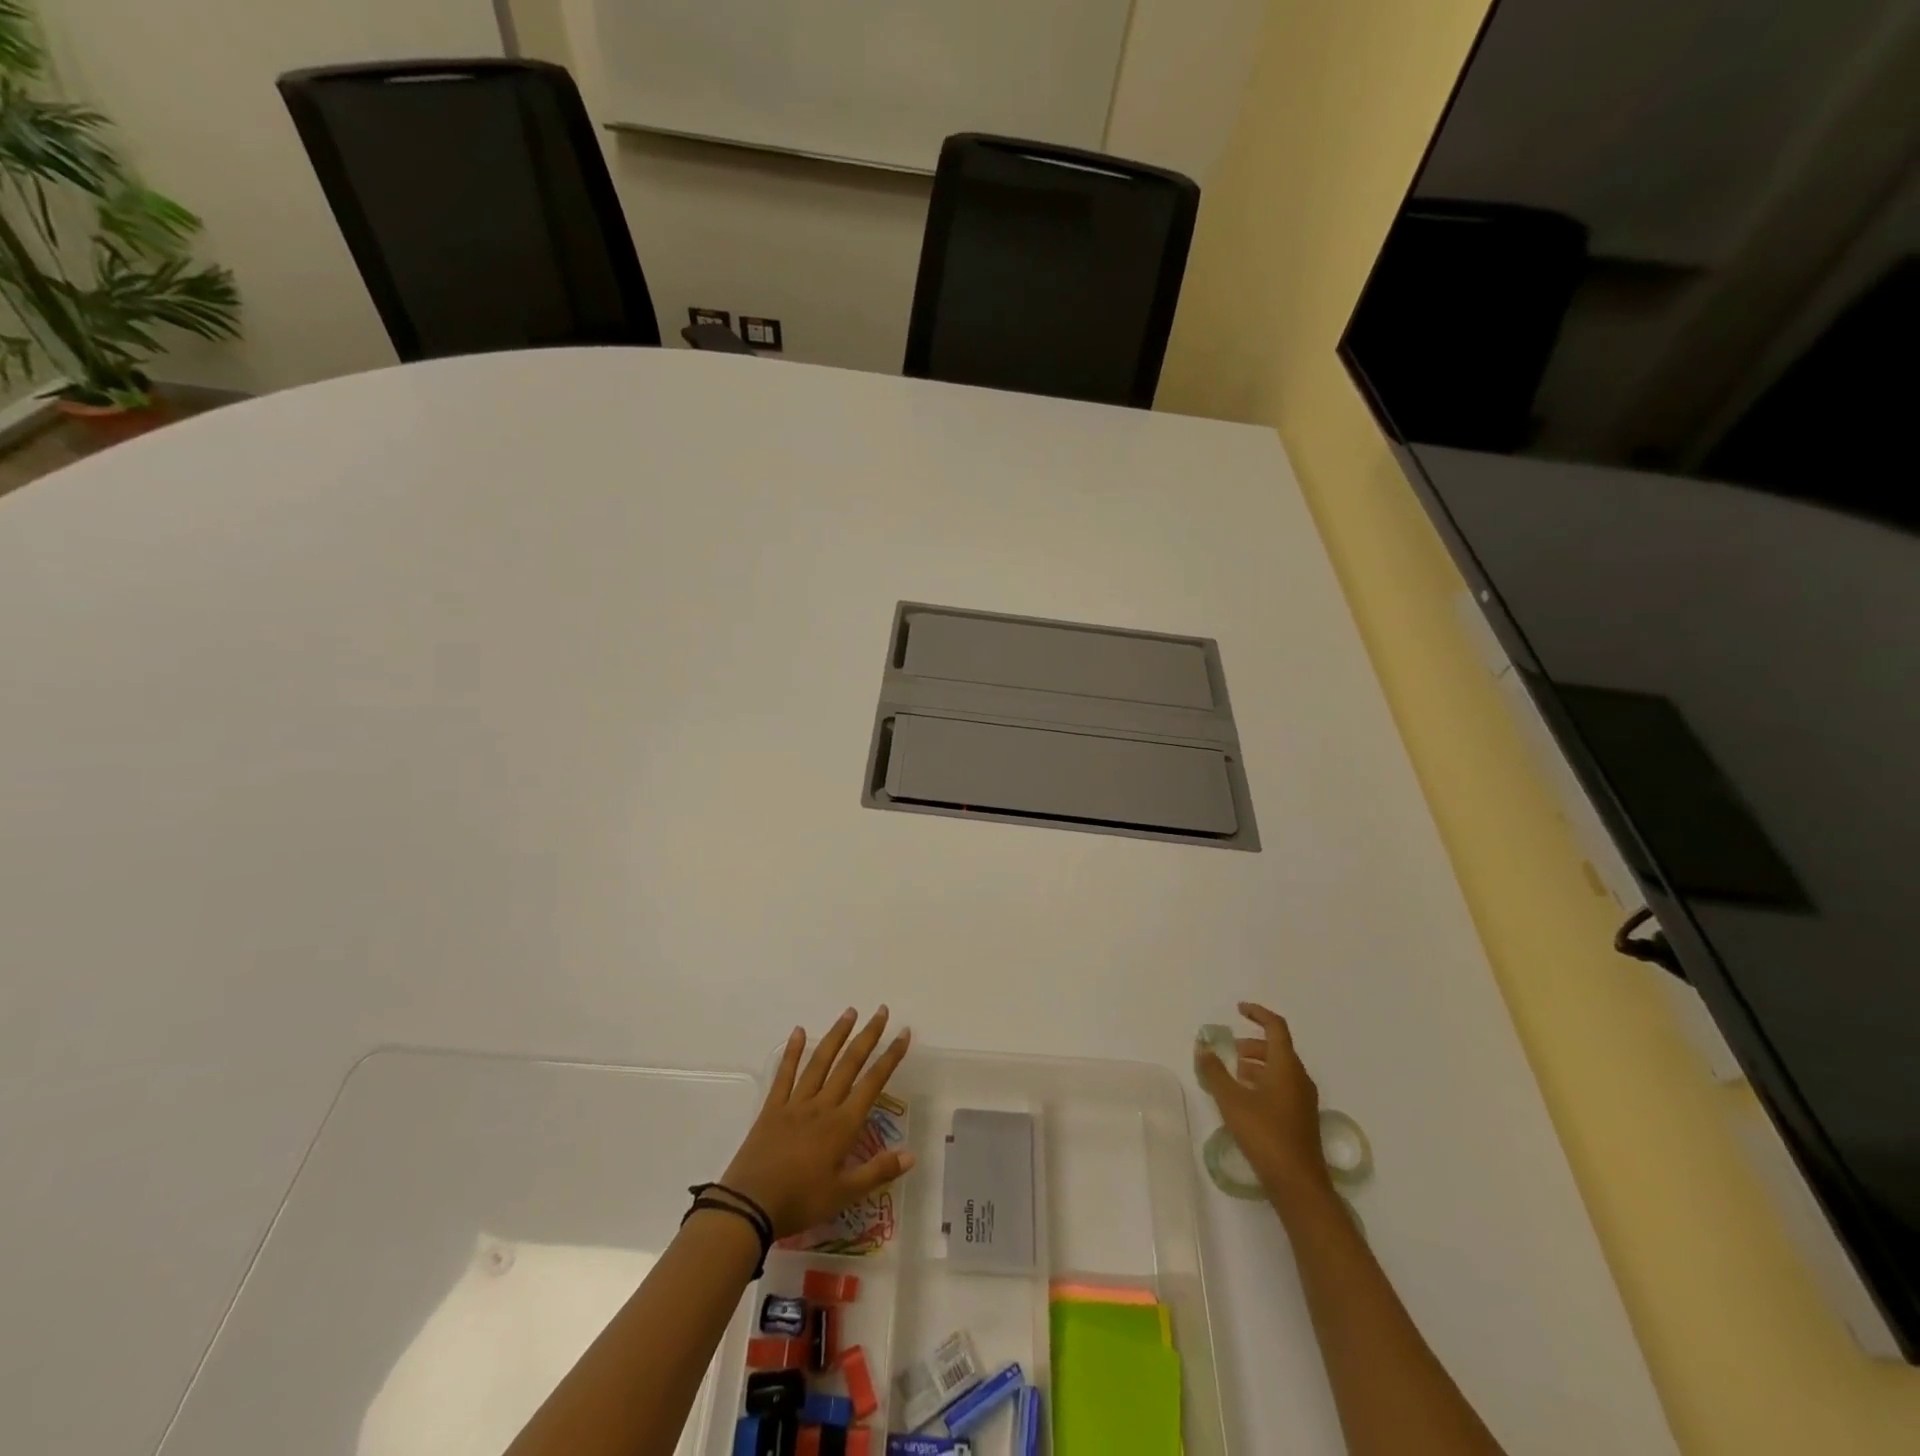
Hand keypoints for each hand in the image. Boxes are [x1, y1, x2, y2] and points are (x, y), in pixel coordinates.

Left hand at [719, 1007, 914, 1238]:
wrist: (748, 1207)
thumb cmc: (800, 1202)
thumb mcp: (844, 1195)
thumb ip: (878, 1172)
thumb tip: (911, 1154)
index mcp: (842, 1125)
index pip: (873, 1083)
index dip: (890, 1057)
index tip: (903, 1033)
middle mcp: (822, 1106)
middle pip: (849, 1064)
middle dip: (868, 1036)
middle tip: (881, 1011)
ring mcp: (795, 1103)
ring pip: (820, 1062)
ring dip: (836, 1035)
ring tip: (849, 1012)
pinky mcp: (772, 1108)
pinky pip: (784, 1074)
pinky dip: (792, 1052)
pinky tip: (798, 1031)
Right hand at [1195, 1001, 1332, 1209]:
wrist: (1298, 1184)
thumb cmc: (1265, 1135)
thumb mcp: (1232, 1100)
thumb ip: (1214, 1072)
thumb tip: (1202, 1048)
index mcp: (1286, 1067)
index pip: (1276, 1028)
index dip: (1258, 1014)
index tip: (1239, 1009)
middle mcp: (1299, 1079)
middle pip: (1278, 1049)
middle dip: (1254, 1044)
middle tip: (1231, 1049)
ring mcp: (1304, 1101)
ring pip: (1281, 1070)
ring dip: (1258, 1064)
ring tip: (1234, 1073)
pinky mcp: (1301, 1119)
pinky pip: (1283, 1087)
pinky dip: (1264, 1082)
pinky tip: (1246, 1099)